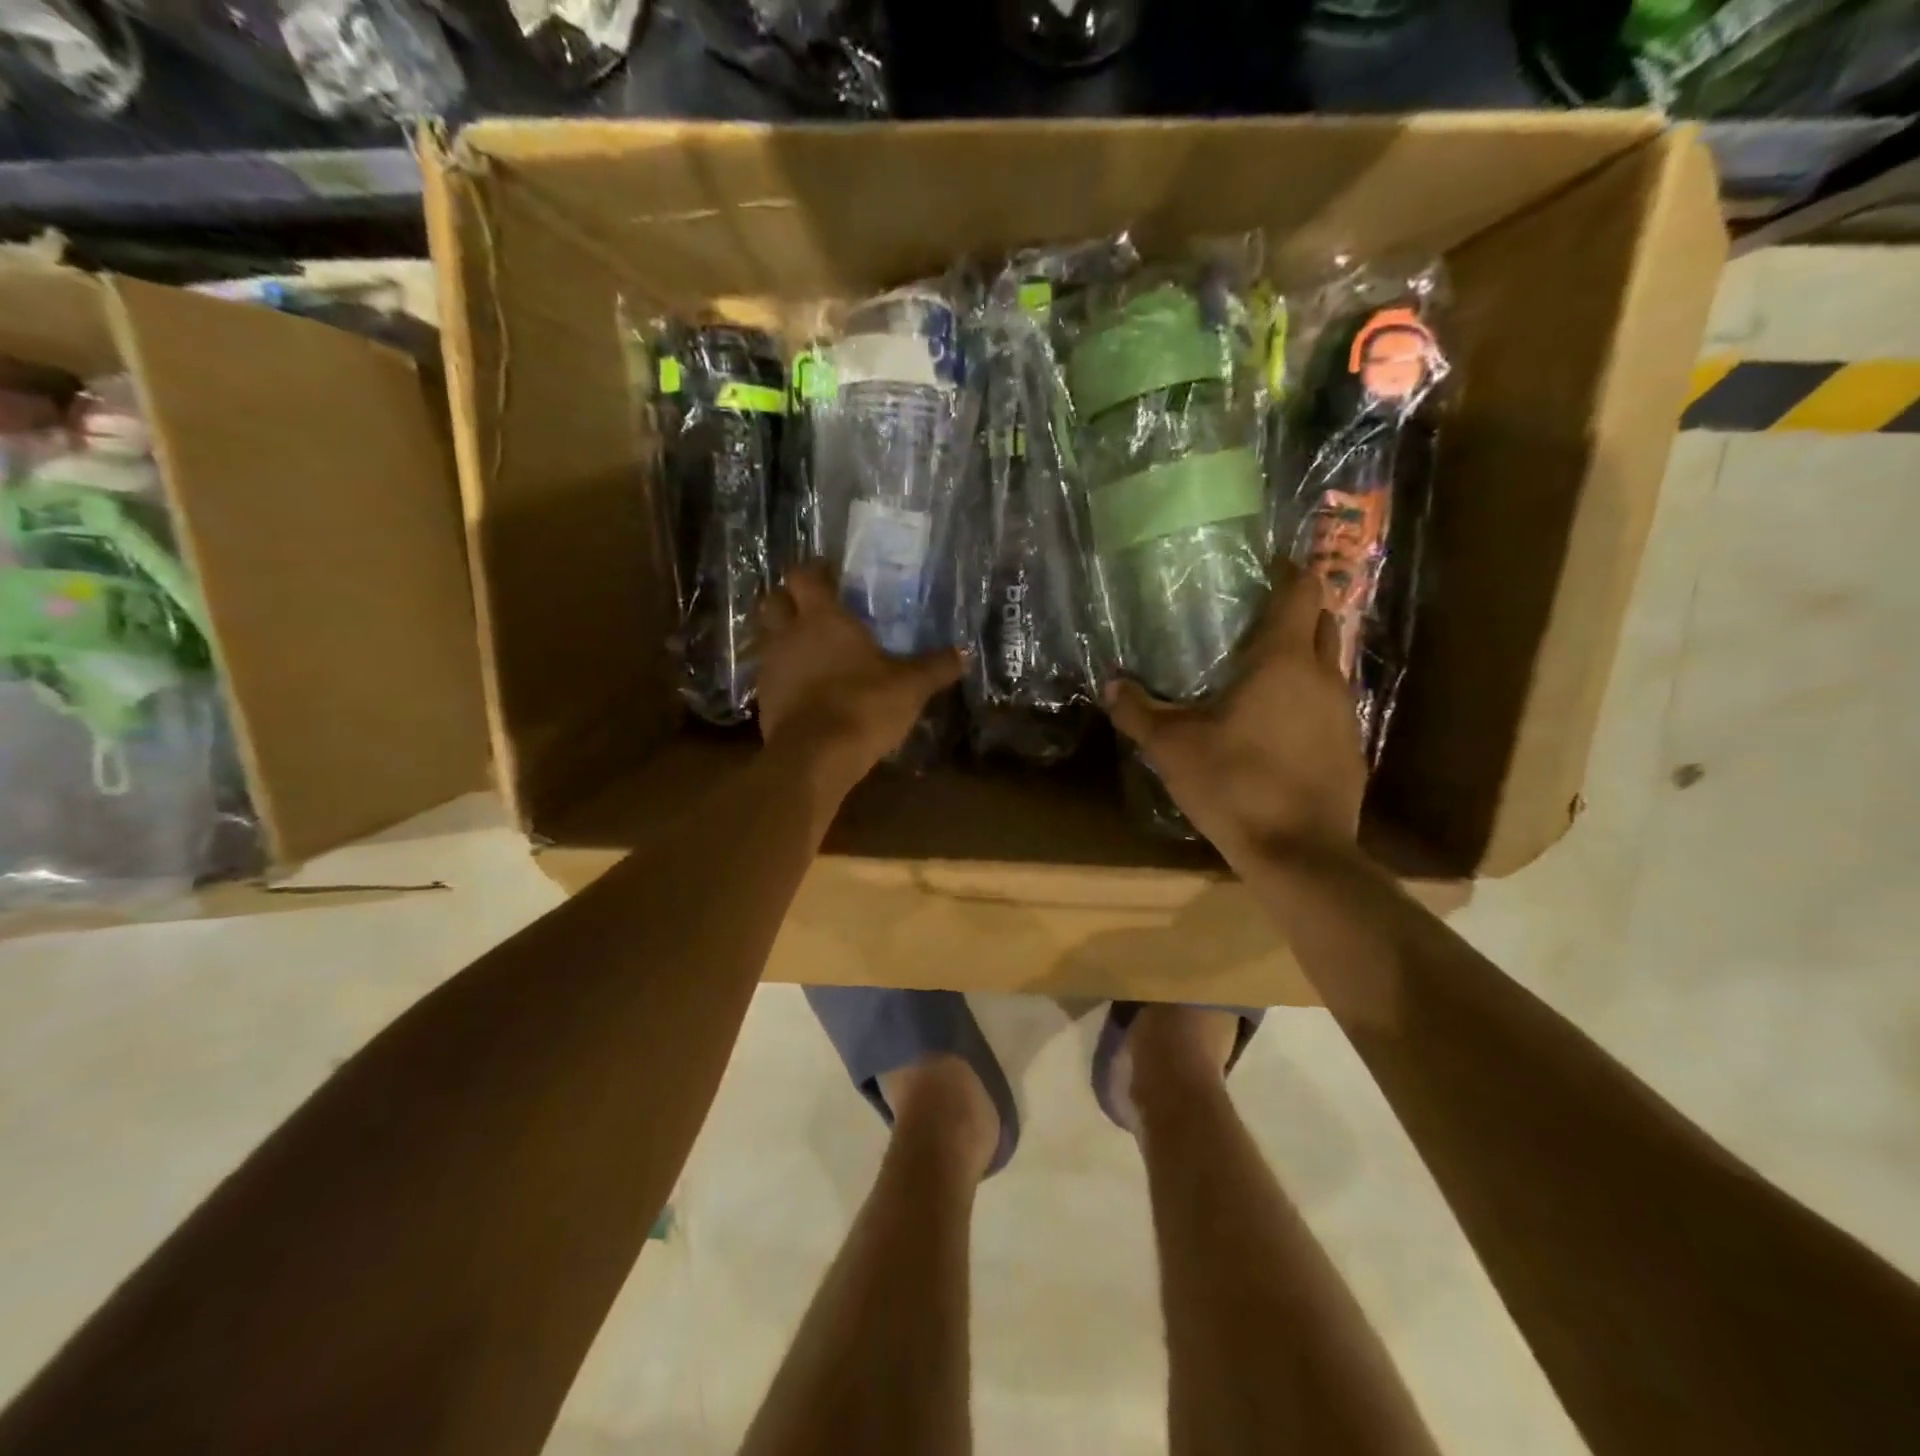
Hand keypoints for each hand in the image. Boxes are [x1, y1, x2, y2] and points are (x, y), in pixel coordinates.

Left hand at [756, 564, 960, 793]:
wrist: (815, 757)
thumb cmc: (863, 705)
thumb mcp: (910, 687)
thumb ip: (936, 667)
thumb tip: (964, 653)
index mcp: (822, 618)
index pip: (805, 576)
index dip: (815, 571)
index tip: (830, 573)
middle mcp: (788, 634)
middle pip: (774, 601)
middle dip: (789, 599)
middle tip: (814, 608)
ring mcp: (771, 667)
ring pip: (768, 638)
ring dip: (785, 638)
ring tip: (812, 649)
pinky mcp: (765, 700)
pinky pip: (772, 675)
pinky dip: (786, 675)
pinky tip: (807, 688)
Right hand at [1103, 563, 1366, 871]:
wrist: (1299, 853)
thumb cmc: (1235, 784)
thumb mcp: (1172, 748)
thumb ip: (1138, 712)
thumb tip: (1110, 685)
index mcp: (1283, 661)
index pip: (1302, 591)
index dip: (1288, 571)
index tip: (1266, 566)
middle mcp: (1324, 677)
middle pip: (1323, 622)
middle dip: (1296, 611)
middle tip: (1254, 619)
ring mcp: (1344, 714)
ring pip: (1329, 666)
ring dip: (1303, 658)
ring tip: (1261, 673)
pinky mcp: (1351, 749)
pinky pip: (1331, 707)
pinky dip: (1309, 701)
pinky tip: (1278, 727)